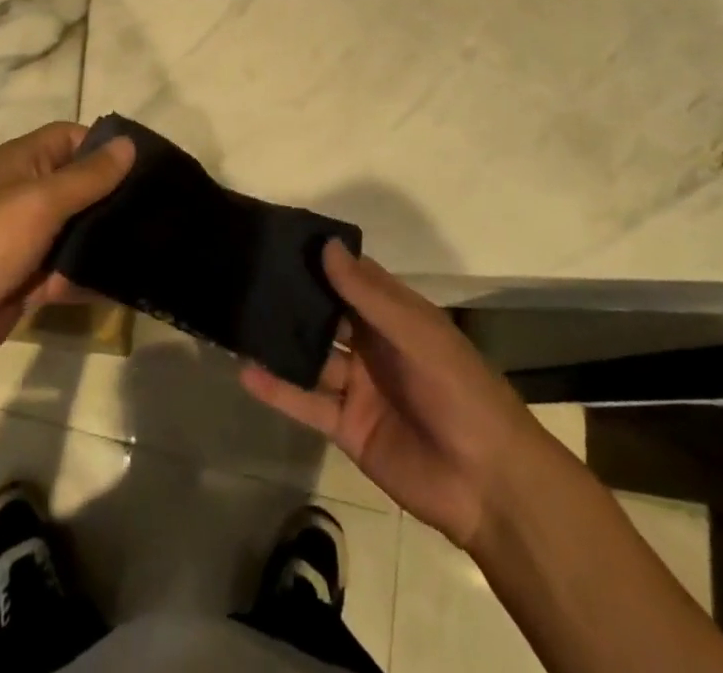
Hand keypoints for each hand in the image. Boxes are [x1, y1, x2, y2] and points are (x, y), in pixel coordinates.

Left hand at [0, 122, 132, 378]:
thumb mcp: (42, 200)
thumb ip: (88, 176)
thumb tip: (128, 143)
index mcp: (22, 162)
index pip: (71, 138)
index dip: (104, 147)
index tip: (146, 165)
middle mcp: (25, 193)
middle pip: (79, 185)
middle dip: (113, 196)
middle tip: (161, 208)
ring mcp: (26, 238)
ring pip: (76, 230)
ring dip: (104, 238)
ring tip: (154, 243)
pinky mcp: (27, 278)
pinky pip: (67, 269)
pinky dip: (89, 276)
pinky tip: (127, 283)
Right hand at [240, 240, 533, 548]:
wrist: (486, 483)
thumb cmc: (458, 390)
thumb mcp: (416, 333)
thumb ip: (368, 295)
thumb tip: (327, 245)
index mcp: (396, 316)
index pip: (352, 277)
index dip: (322, 259)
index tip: (279, 237)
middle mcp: (373, 345)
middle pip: (326, 314)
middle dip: (293, 297)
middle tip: (245, 273)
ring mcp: (357, 386)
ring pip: (310, 355)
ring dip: (279, 340)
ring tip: (236, 317)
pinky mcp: (345, 426)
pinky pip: (306, 401)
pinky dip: (277, 388)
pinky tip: (244, 370)